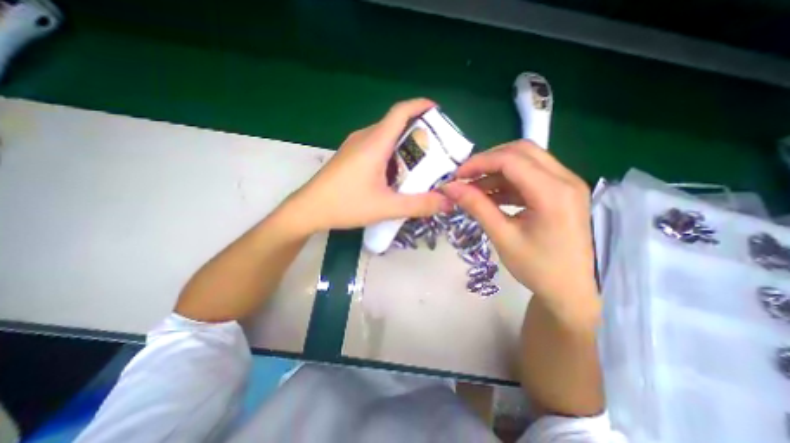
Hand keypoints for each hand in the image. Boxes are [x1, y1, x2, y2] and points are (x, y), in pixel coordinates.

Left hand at [288, 99, 453, 233]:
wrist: (307, 210)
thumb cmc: (345, 205)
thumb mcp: (386, 207)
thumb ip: (418, 205)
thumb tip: (447, 202)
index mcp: (374, 143)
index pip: (400, 111)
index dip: (420, 105)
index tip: (438, 112)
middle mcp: (364, 138)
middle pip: (395, 124)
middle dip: (418, 132)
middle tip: (436, 150)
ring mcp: (354, 146)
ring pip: (385, 137)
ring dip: (404, 145)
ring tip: (420, 163)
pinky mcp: (349, 157)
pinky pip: (375, 147)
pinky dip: (391, 154)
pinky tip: (396, 173)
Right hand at [442, 140, 595, 301]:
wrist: (571, 291)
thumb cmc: (537, 268)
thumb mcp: (502, 236)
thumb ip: (476, 206)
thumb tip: (450, 187)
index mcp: (553, 193)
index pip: (511, 160)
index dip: (479, 163)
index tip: (457, 176)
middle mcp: (565, 180)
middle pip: (521, 151)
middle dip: (488, 160)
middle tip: (466, 177)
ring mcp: (567, 184)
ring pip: (526, 161)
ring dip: (497, 171)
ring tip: (474, 189)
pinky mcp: (562, 192)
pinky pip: (530, 176)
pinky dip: (507, 181)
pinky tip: (491, 196)